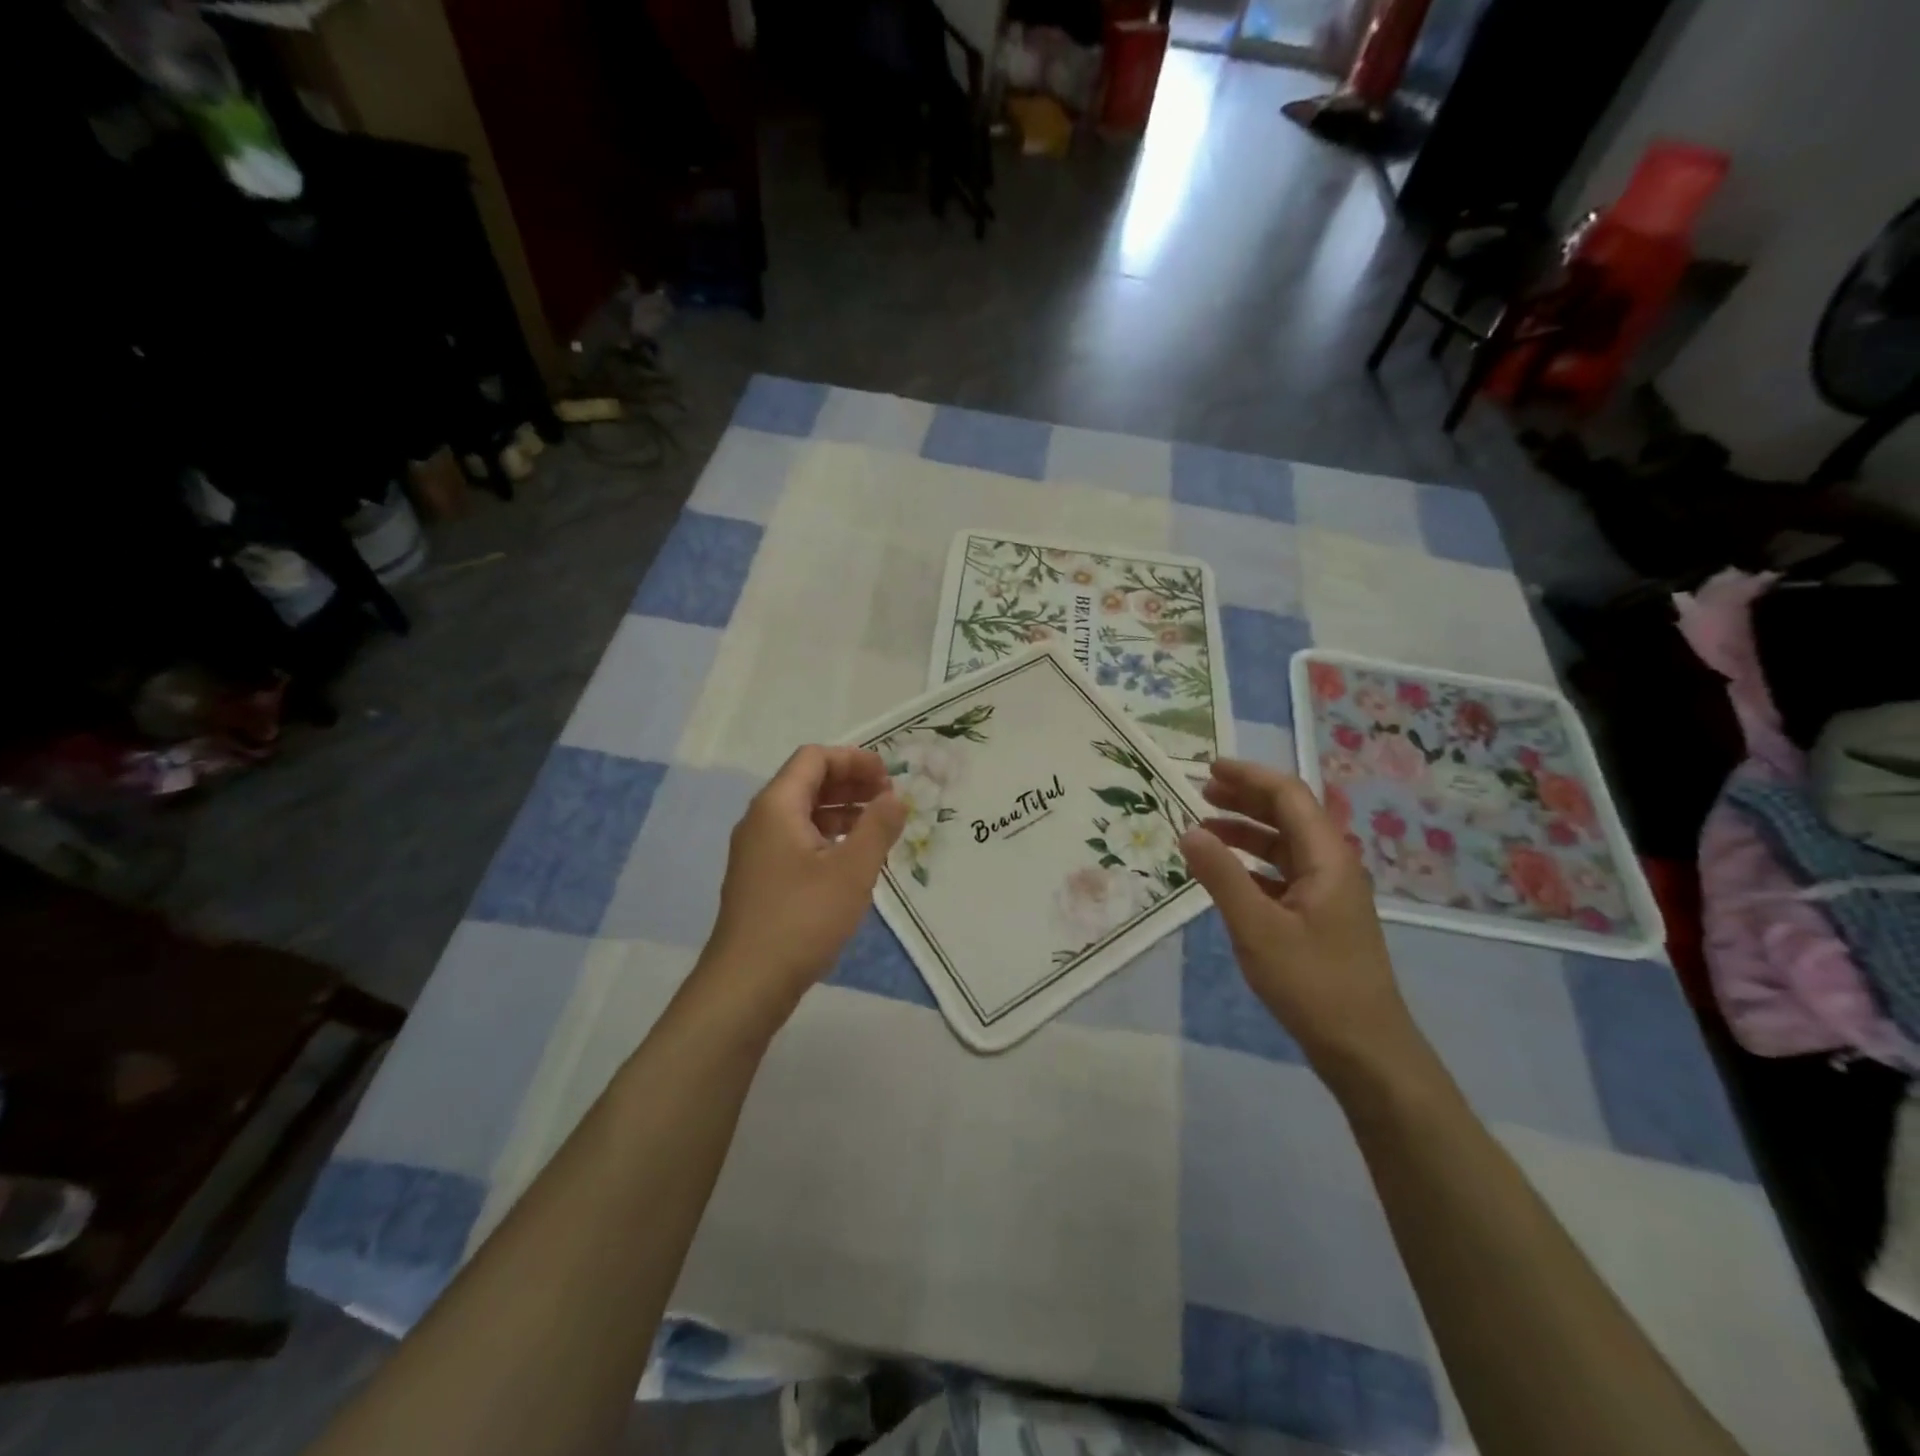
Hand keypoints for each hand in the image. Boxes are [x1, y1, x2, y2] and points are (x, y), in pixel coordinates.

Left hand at [699, 745, 906, 1021]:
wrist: (747, 983)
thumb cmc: (802, 918)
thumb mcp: (852, 870)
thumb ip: (878, 826)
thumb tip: (895, 797)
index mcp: (776, 806)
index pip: (815, 758)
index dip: (855, 760)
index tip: (889, 778)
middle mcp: (761, 820)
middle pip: (808, 781)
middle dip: (851, 783)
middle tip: (889, 800)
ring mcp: (757, 851)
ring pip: (803, 813)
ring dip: (842, 811)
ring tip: (879, 827)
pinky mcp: (761, 878)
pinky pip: (797, 840)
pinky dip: (828, 837)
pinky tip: (853, 859)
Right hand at [1177, 760, 1422, 1079]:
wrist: (1365, 1050)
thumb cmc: (1312, 983)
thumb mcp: (1257, 928)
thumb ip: (1221, 876)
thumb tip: (1188, 831)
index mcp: (1327, 859)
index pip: (1288, 796)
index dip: (1249, 777)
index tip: (1208, 769)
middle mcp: (1332, 866)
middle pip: (1288, 816)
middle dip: (1245, 799)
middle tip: (1200, 793)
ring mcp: (1328, 893)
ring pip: (1284, 846)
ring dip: (1245, 832)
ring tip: (1203, 830)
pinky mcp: (1320, 918)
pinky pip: (1282, 874)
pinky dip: (1252, 865)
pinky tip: (1225, 875)